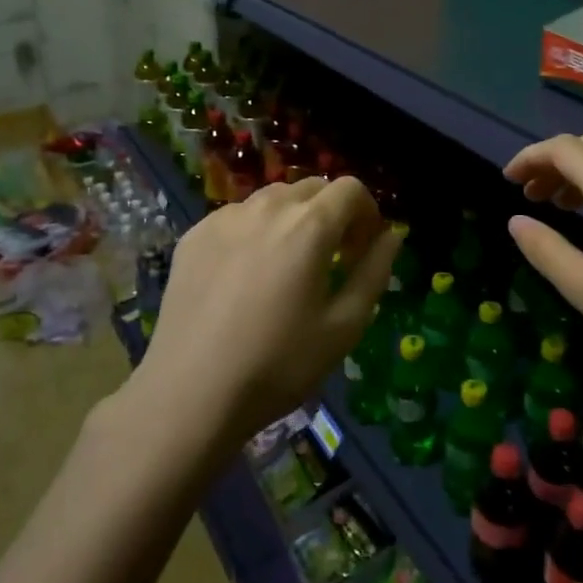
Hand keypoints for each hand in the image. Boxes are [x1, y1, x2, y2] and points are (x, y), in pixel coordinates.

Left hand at [143, 176, 399, 446]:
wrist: (190, 394)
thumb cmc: (278, 365)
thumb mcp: (344, 326)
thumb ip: (375, 272)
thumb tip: (392, 236)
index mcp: (309, 225)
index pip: (350, 189)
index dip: (367, 213)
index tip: (363, 248)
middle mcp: (267, 207)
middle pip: (312, 187)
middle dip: (332, 213)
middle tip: (332, 257)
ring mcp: (225, 218)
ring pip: (273, 198)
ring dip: (293, 217)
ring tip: (288, 264)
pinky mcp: (194, 235)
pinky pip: (238, 217)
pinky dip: (256, 230)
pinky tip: (246, 274)